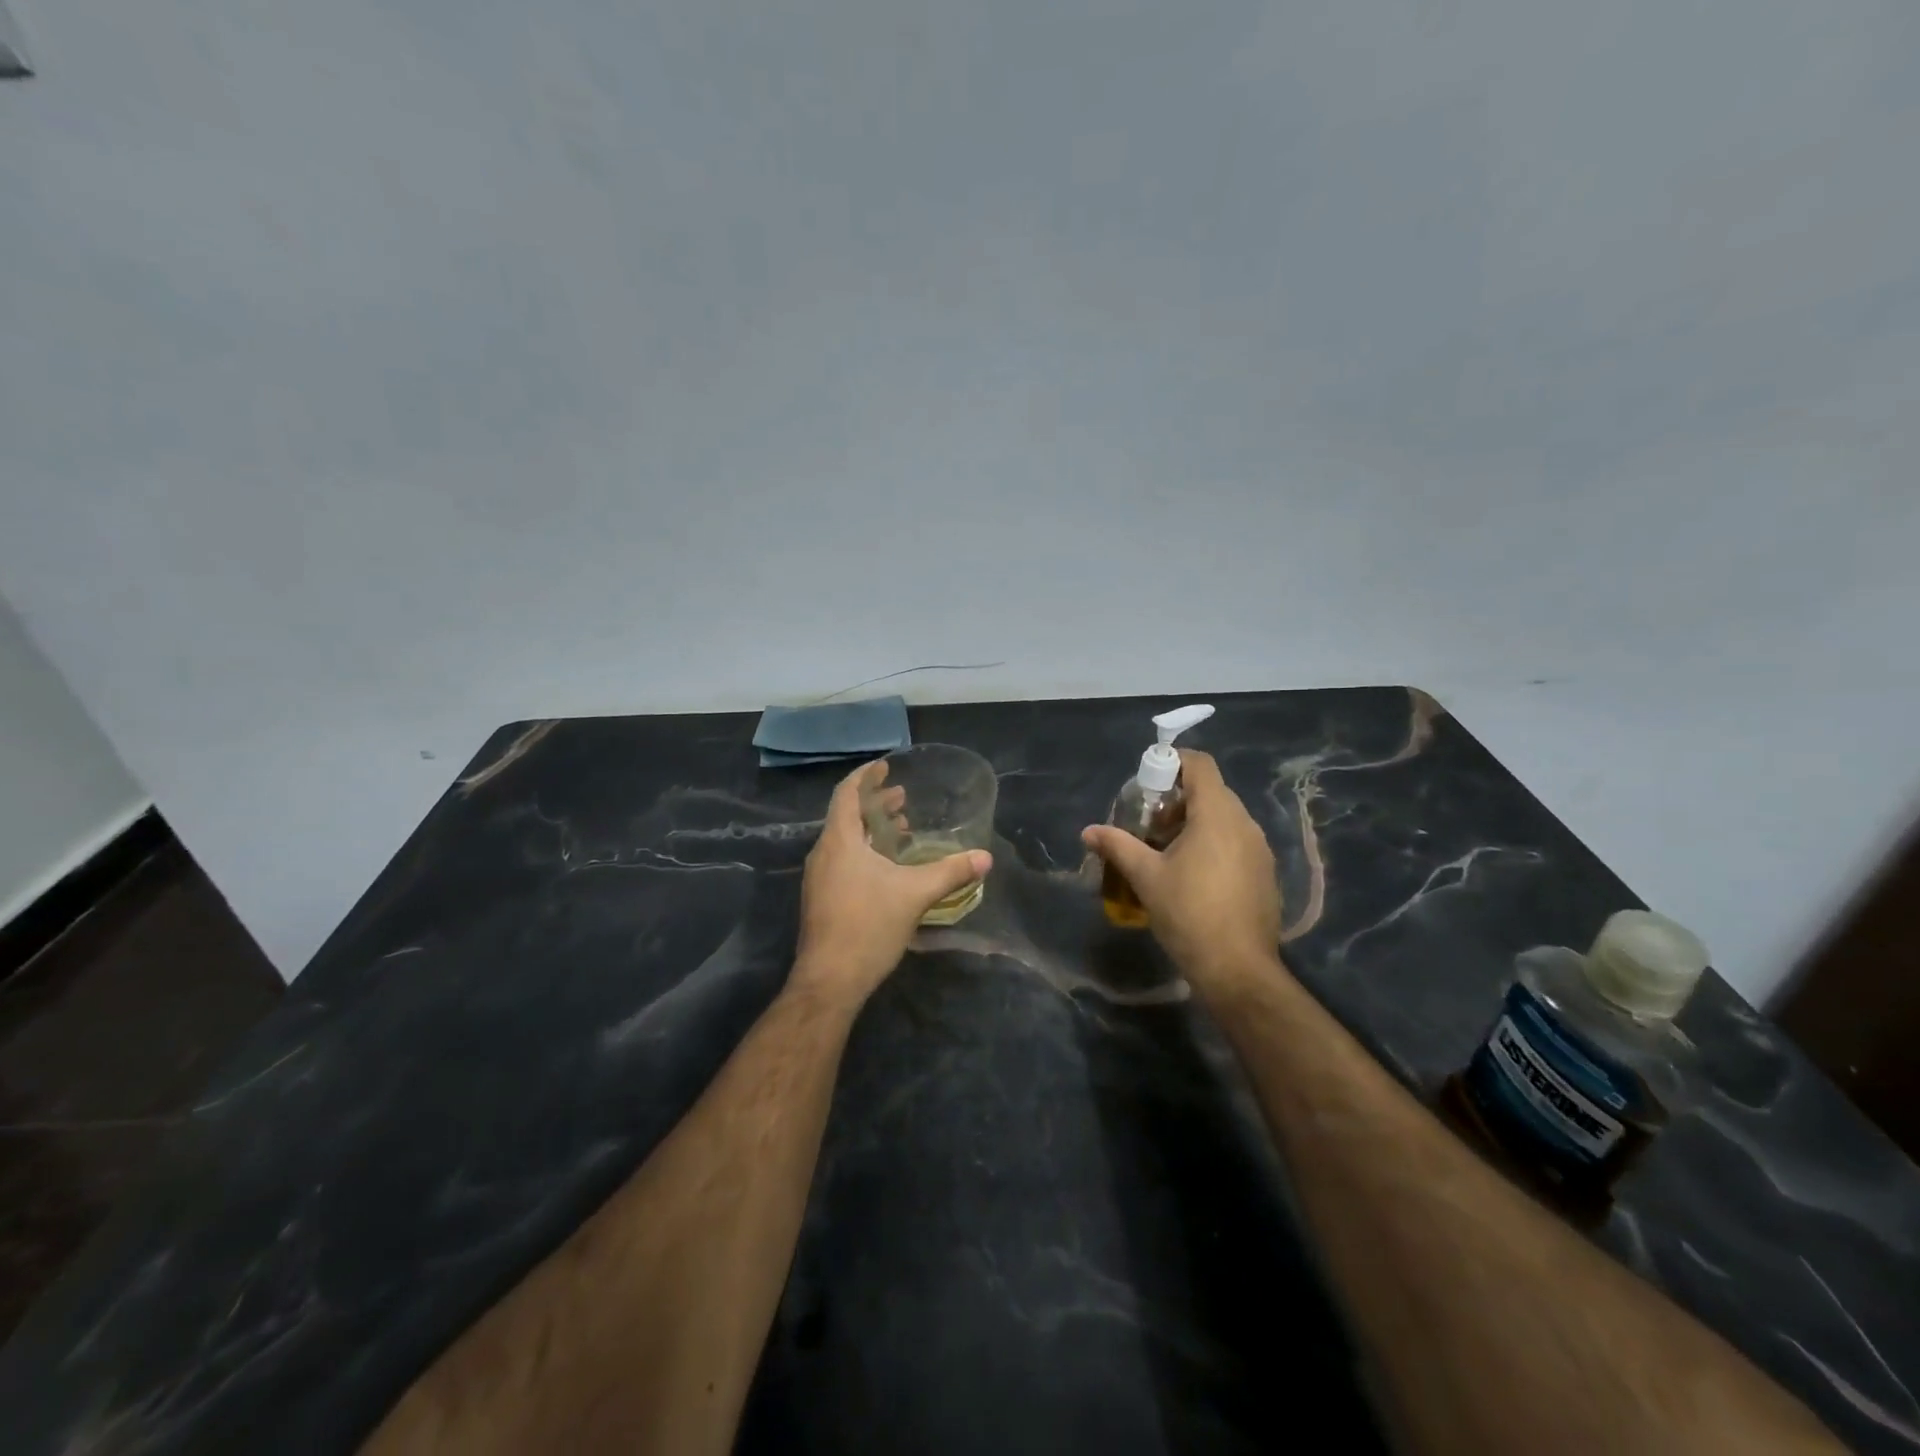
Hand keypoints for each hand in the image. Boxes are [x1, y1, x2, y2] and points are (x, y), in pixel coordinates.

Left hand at [793, 760, 992, 1006]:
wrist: (830, 980)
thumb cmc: (868, 926)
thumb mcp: (915, 894)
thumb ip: (950, 872)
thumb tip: (985, 858)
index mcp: (840, 841)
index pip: (847, 794)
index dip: (865, 777)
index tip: (885, 766)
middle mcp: (824, 853)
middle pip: (847, 816)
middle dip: (875, 804)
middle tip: (903, 798)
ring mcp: (819, 878)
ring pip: (845, 841)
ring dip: (871, 831)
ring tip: (901, 829)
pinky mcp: (822, 899)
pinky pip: (843, 861)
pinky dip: (865, 852)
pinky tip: (888, 868)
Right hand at [1082, 749, 1282, 992]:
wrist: (1238, 969)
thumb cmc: (1189, 914)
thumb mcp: (1146, 877)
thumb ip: (1117, 846)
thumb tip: (1088, 831)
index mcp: (1217, 815)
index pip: (1200, 765)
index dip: (1172, 763)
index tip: (1147, 783)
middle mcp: (1244, 823)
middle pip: (1211, 791)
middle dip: (1177, 799)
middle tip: (1148, 825)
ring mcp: (1259, 849)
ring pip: (1224, 818)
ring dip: (1194, 823)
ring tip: (1166, 851)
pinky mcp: (1265, 873)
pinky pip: (1236, 842)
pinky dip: (1213, 844)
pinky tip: (1192, 875)